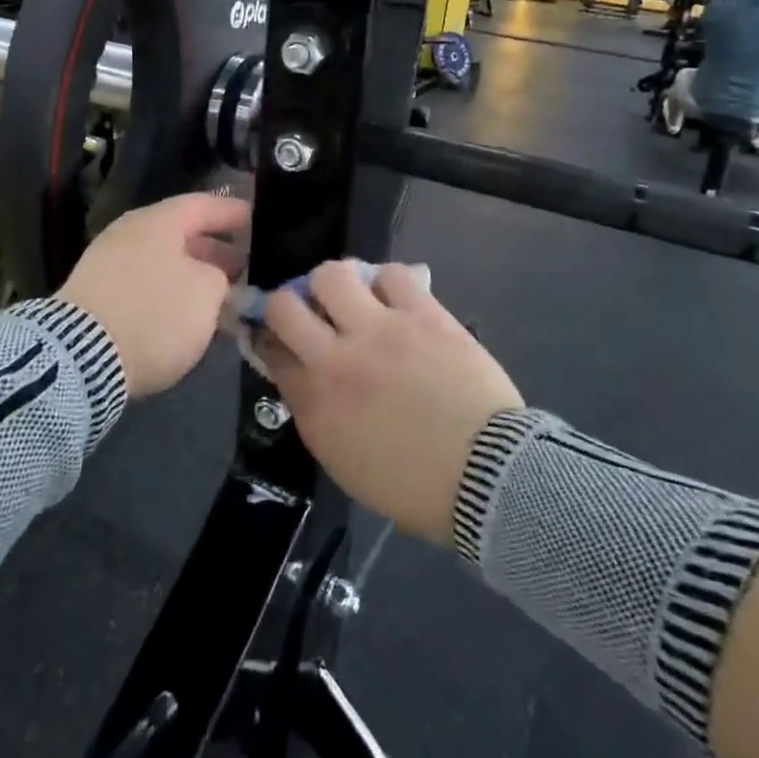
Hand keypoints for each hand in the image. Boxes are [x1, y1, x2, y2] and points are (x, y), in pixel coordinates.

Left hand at [56, 193, 248, 397]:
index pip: (203, 205)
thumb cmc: (154, 313)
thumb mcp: (207, 292)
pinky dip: (170, 293)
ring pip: (163, 261)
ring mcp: (109, 264)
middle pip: (181, 234)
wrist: (81, 356)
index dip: (232, 212)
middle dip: (215, 250)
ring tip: (222, 296)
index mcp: (159, 221)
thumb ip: (220, 277)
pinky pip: (145, 284)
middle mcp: (131, 234)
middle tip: (245, 265)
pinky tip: (187, 315)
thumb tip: (212, 278)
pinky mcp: (97, 297)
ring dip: (193, 275)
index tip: (257, 219)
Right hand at [259, 261, 522, 545]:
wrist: (488, 478)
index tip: (279, 338)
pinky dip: (386, 281)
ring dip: (335, 284)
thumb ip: (313, 410)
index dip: (270, 339)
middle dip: (288, 304)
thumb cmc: (412, 483)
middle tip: (309, 311)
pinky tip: (392, 297)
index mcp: (316, 401)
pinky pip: (392, 274)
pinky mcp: (423, 315)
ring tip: (352, 297)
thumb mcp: (342, 459)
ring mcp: (381, 330)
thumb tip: (299, 371)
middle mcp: (337, 358)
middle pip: (285, 304)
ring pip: (333, 274)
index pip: (272, 350)